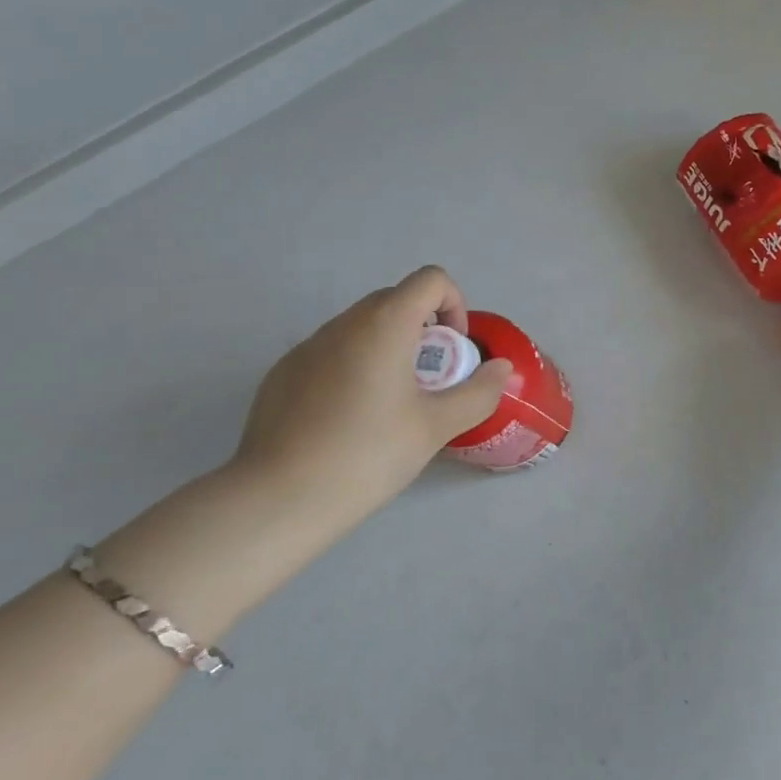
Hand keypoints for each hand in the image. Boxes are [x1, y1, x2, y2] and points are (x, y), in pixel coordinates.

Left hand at [228, 266, 513, 528]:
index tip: (452, 351)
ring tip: (386, 405)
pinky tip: (344, 420)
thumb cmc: (367, 455)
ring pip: (360, 327)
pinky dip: (350, 367)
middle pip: (395, 299)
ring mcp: (307, 345)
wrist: (278, 499)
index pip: (430, 280)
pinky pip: (329, 352)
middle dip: (422, 329)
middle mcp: (344, 323)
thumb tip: (502, 369)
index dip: (454, 304)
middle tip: (426, 381)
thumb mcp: (434, 428)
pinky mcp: (282, 372)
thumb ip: (477, 393)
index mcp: (385, 324)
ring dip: (386, 347)